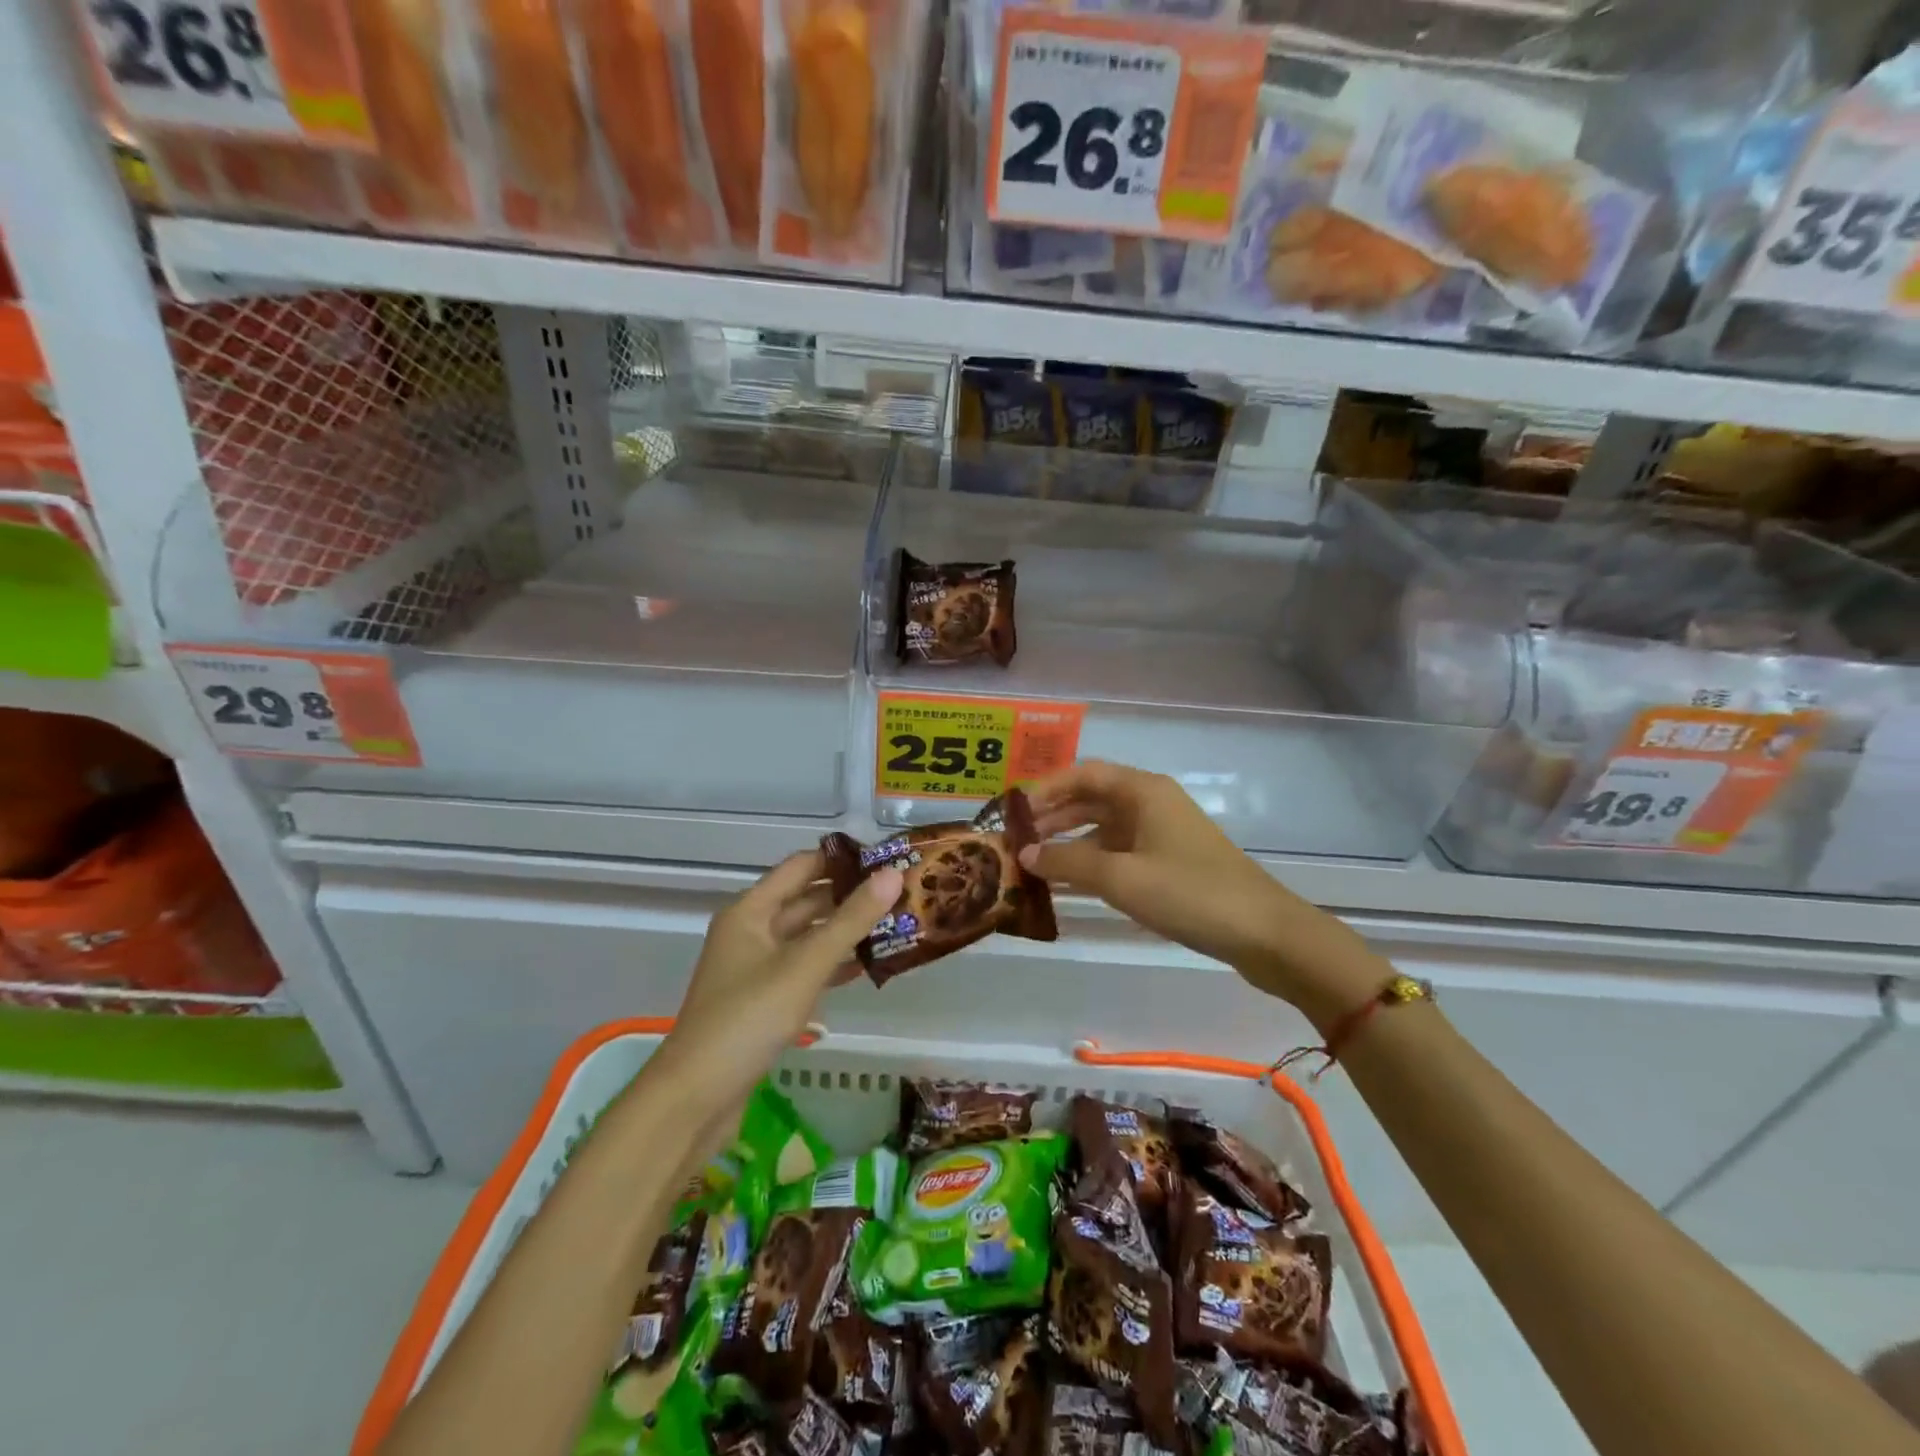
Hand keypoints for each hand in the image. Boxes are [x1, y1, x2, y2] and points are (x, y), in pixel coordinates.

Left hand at [649, 850, 901, 1121]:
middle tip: (901, 894)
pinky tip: (867, 967)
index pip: (802, 866)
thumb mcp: (804, 965)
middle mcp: (751, 930)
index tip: (886, 859)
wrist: (696, 1097)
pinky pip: (803, 968)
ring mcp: (755, 966)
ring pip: (807, 936)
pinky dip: (832, 964)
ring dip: (845, 931)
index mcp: (751, 910)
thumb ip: (850, 920)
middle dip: (850, 896)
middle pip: (806, 900)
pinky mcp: (762, 999)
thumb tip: (893, 874)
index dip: (842, 860)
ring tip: (894, 925)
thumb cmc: (748, 1019)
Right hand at [1019, 762, 1375, 1019]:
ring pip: (1104, 827)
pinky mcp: (1171, 861)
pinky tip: (1071, 882)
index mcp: (1142, 791)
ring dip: (1070, 841)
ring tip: (1035, 863)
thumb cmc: (1189, 893)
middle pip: (1092, 798)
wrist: (1265, 933)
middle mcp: (1151, 802)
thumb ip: (1068, 862)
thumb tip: (1025, 852)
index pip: (1083, 774)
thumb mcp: (1121, 878)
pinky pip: (1120, 851)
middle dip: (1053, 816)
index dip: (1045, 788)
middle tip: (1017, 840)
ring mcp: (1163, 832)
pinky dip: (1093, 861)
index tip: (1013, 812)